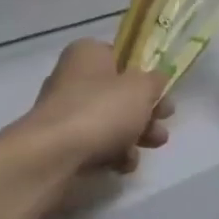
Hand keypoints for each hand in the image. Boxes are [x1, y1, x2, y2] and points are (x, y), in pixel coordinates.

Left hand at [27, 40, 172, 173]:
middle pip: (118, 93)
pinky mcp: (63, 143)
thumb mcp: (141, 88)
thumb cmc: (101, 110)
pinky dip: (113, 153)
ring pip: (110, 121)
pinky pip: (96, 144)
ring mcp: (66, 112)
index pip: (120, 56)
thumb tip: (157, 78)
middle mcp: (72, 78)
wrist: (54, 155)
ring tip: (153, 145)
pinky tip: (122, 164)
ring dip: (135, 135)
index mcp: (87, 54)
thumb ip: (155, 81)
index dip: (144, 74)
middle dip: (146, 111)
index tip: (162, 91)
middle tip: (164, 121)